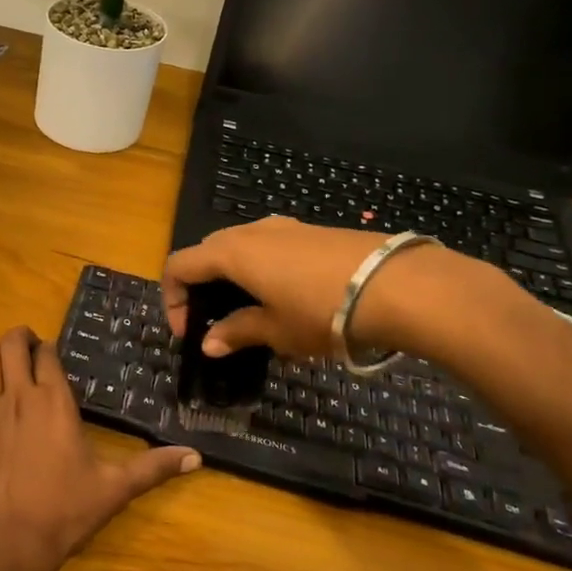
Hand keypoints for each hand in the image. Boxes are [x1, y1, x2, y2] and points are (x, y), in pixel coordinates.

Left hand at [0, 327, 198, 570]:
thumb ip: (153, 468)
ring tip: (8, 358)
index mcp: (54, 401)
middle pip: (11, 346)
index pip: (46, 354)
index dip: (49, 347)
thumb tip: (196, 456)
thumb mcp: (114, 490)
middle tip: (30, 346)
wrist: (4, 544)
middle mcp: (18, 396)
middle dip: (20, 338)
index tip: (54, 352)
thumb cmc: (63, 512)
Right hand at [162, 216, 464, 360]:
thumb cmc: (323, 311)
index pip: (179, 266)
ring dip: (233, 275)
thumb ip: (238, 333)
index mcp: (231, 253)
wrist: (398, 286)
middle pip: (208, 251)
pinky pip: (271, 246)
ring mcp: (285, 227)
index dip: (173, 299)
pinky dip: (262, 268)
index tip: (188, 331)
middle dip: (202, 285)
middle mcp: (251, 231)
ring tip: (253, 310)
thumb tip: (209, 343)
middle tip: (215, 319)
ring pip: (241, 246)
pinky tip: (289, 298)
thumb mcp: (276, 331)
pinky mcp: (313, 231)